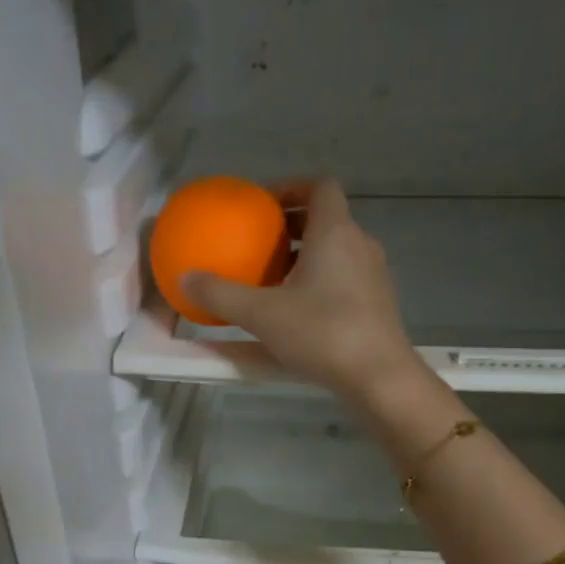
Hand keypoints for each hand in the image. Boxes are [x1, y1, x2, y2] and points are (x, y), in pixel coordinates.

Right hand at [182, 178, 420, 405]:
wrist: (379, 377)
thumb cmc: (322, 333)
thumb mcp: (262, 314)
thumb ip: (221, 295)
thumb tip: (185, 279)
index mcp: (335, 232)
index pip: (319, 186)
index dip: (291, 187)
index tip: (263, 205)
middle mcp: (360, 245)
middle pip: (326, 220)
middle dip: (292, 227)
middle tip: (260, 244)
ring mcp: (373, 276)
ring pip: (336, 252)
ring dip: (306, 257)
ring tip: (273, 280)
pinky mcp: (378, 304)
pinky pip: (344, 279)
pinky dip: (320, 283)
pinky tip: (298, 313)